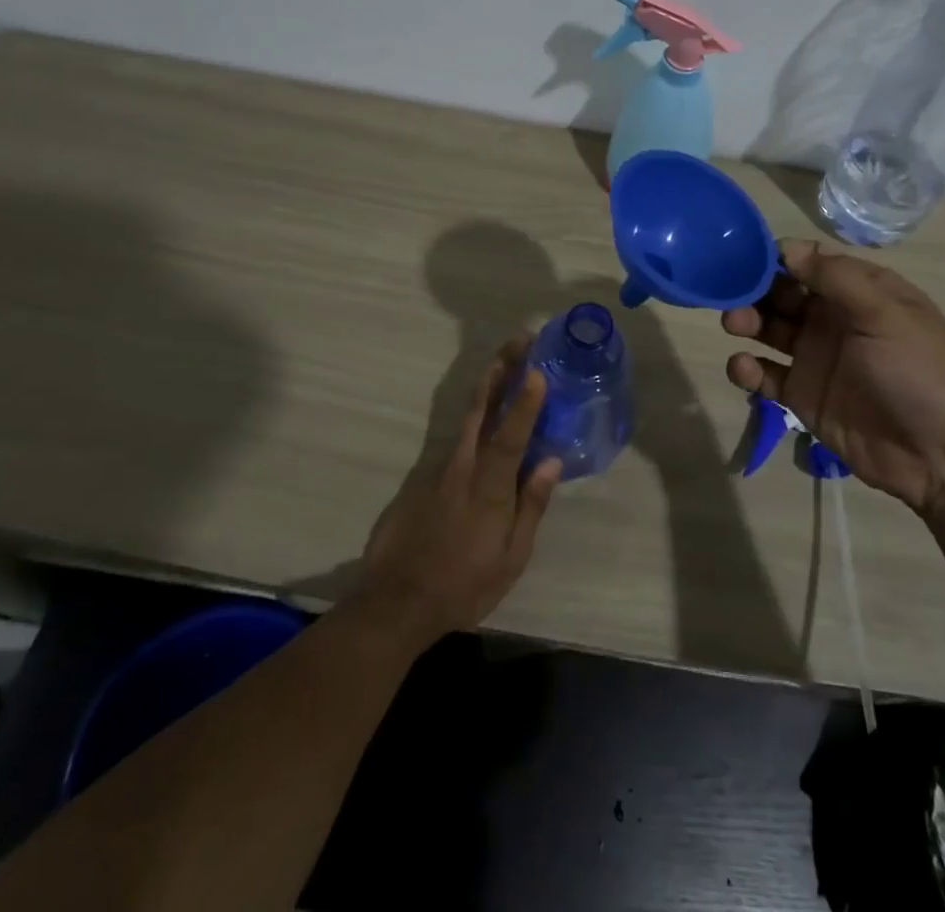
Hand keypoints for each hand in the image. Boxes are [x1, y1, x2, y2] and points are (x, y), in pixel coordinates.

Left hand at [355, 337, 560, 643]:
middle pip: (481, 408)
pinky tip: (482, 422)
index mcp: (490, 487)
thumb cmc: (463, 586)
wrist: (394, 604)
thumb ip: (531, 505)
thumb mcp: (511, 558)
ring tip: (506, 365)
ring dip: (487, 388)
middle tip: (519, 340)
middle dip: (502, 369)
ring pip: (465, 420)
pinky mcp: (419, 479)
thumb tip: (550, 461)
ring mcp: (436, 470)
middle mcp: (462, 467)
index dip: (526, 402)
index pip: (511, 434)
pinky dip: (471, 424)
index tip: (538, 369)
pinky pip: (452, 443)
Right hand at [723, 239, 944, 516]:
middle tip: (731, 293)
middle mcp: (835, 319)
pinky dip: (748, 369)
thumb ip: (835, 278)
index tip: (746, 257)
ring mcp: (817, 358)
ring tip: (734, 325)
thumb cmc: (919, 371)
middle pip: (783, 294)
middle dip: (755, 289)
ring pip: (770, 330)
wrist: (943, 456)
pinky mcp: (803, 397)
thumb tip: (786, 249)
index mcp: (861, 292)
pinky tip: (743, 367)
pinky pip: (766, 375)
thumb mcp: (885, 313)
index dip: (778, 257)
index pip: (811, 262)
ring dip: (747, 322)